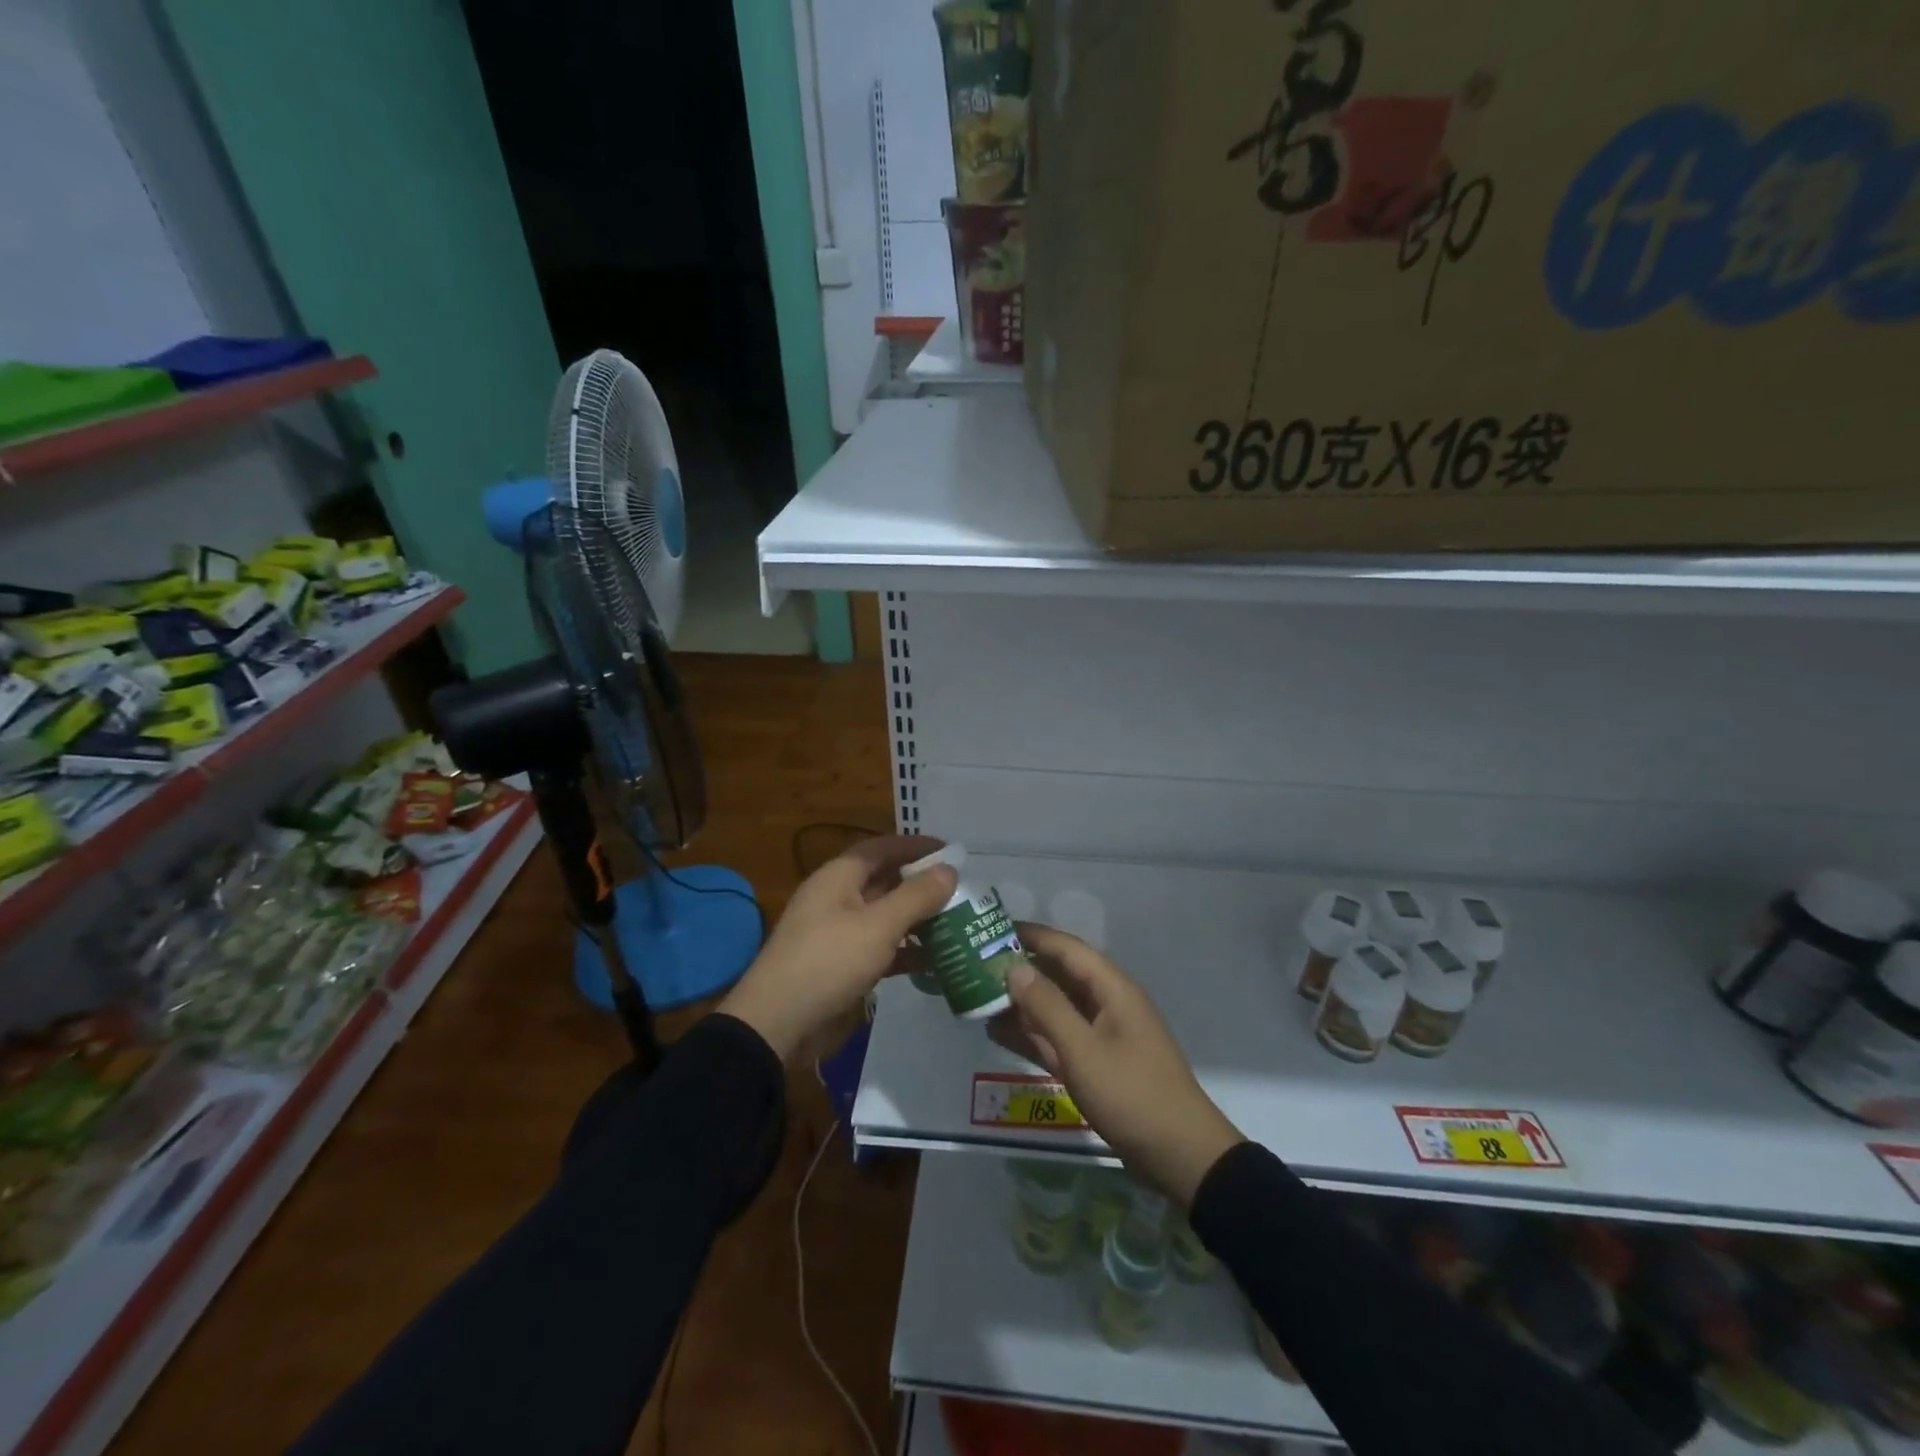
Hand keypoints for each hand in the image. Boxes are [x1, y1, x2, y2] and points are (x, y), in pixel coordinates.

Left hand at [719, 835, 955, 1062]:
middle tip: (963, 890)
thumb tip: (948, 869)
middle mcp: (838, 898)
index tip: (952, 851)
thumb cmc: (828, 962)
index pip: (883, 848)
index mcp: (839, 877)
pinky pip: (881, 949)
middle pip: (886, 881)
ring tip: (958, 924)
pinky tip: (936, 962)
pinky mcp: (843, 966)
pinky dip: (906, 952)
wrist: (778, 1024)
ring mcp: (839, 933)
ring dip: (918, 920)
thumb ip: (916, 896)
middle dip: (922, 885)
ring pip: (886, 917)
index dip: (916, 846)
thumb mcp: (878, 926)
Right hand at [1001, 924, 1243, 1206]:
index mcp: (1112, 989)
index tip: (993, 929)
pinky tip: (997, 1032)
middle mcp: (1106, 1003)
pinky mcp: (1096, 1063)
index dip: (1032, 935)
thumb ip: (1047, 1007)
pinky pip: (1057, 1037)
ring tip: (977, 997)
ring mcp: (1101, 1035)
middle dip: (1020, 969)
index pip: (1066, 948)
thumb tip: (1014, 967)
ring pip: (1054, 1008)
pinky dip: (1031, 1033)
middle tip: (975, 965)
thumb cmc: (1132, 1094)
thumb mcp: (1084, 1050)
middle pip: (1058, 975)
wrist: (1180, 1156)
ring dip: (1020, 1003)